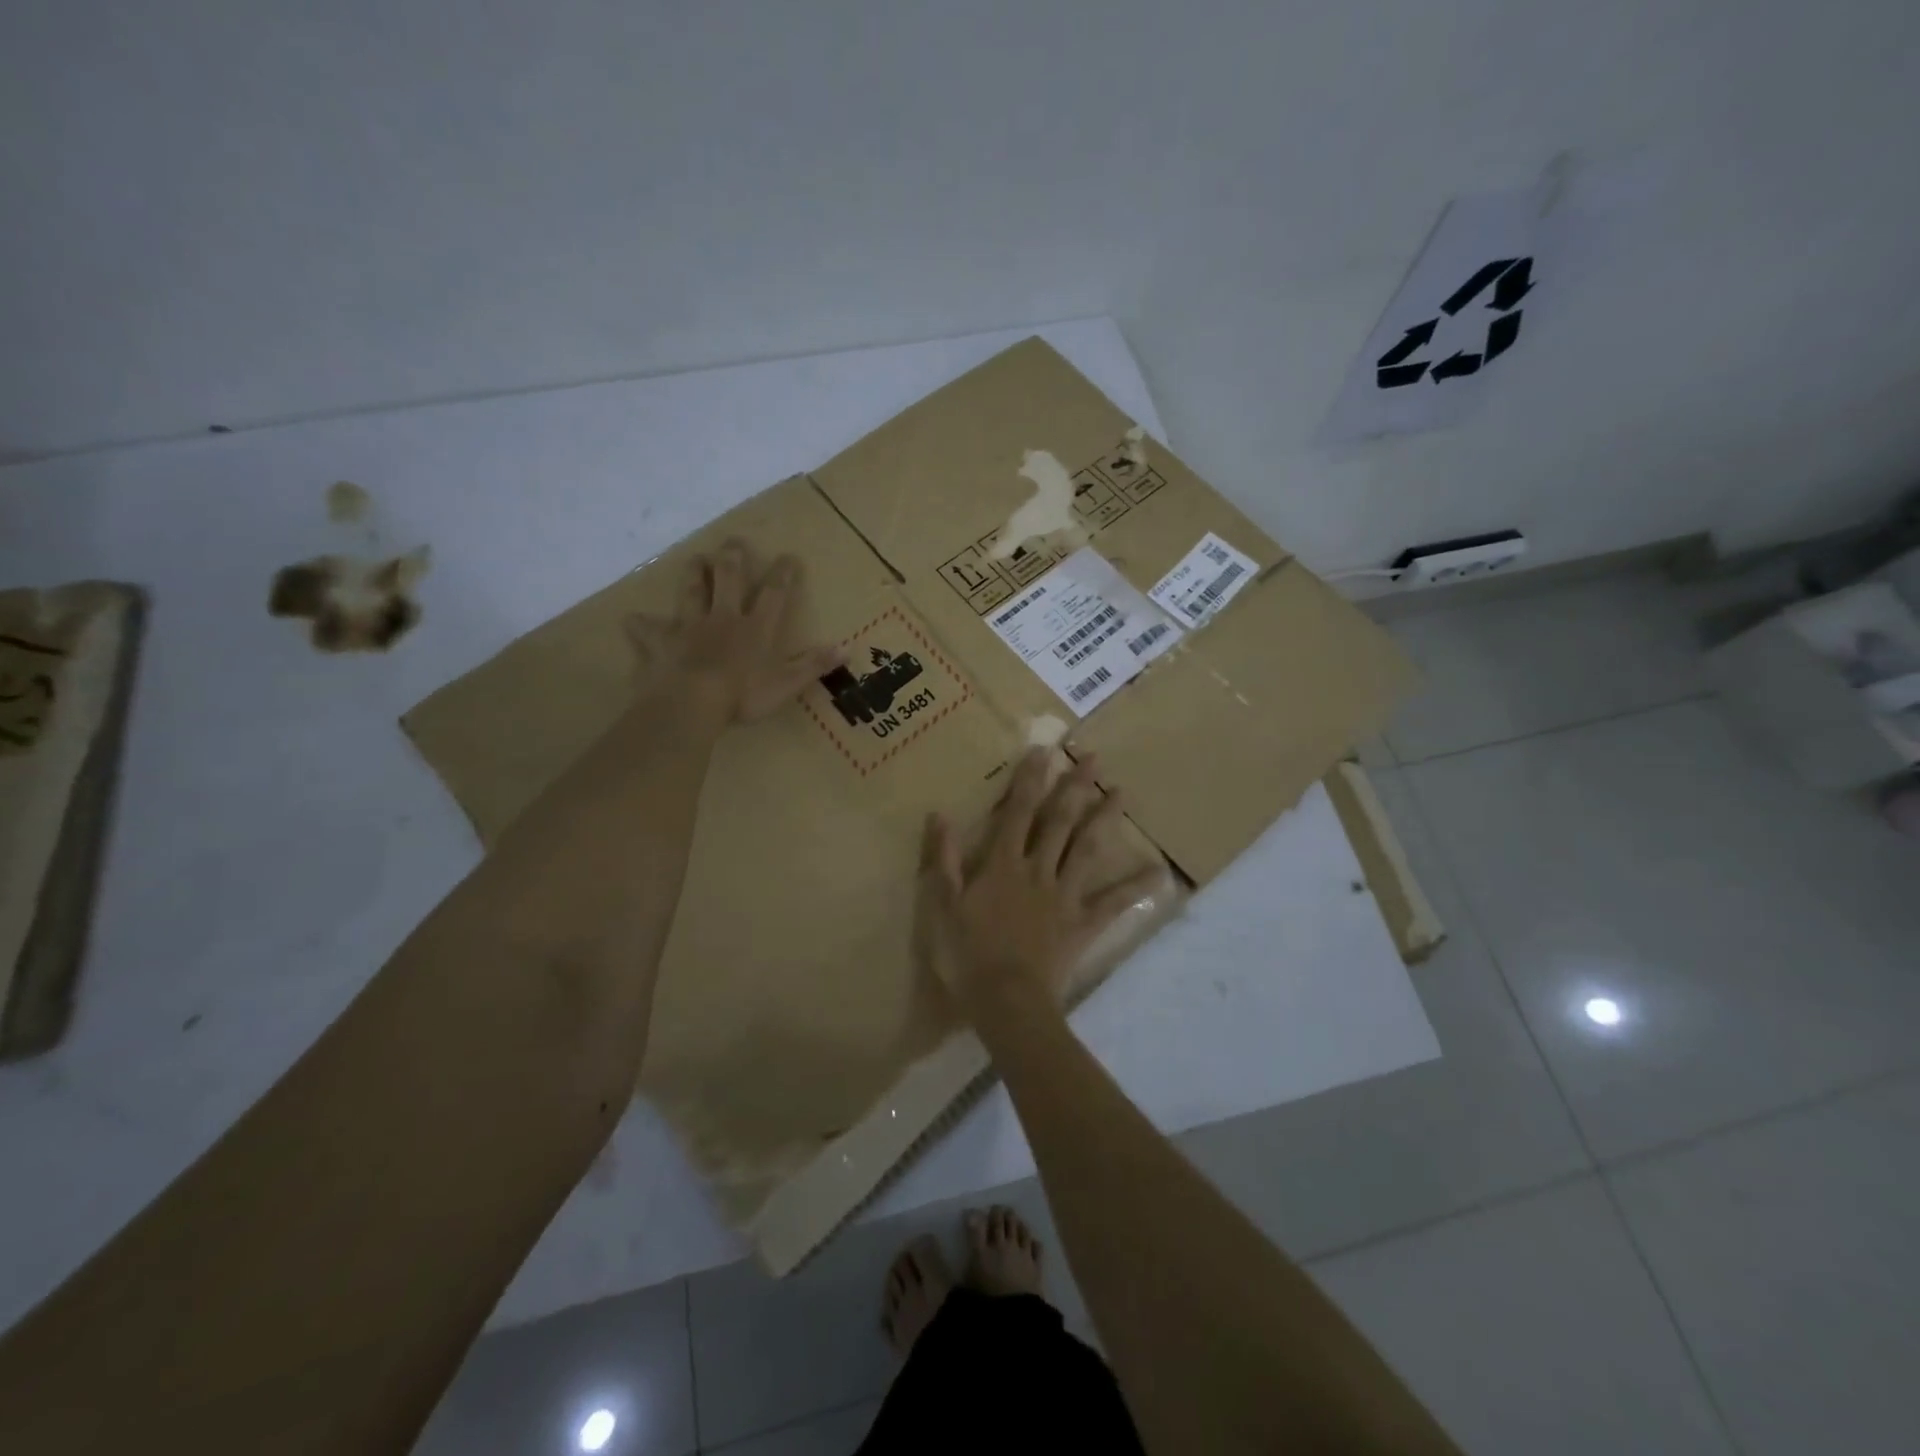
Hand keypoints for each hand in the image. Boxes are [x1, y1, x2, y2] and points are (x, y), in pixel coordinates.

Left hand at [627, 539, 841, 724]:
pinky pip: (649, 631)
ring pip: (691, 593)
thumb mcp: (787, 683)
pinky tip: (631, 619)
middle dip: (732, 560)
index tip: (788, 556)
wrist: (692, 702)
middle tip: (733, 542)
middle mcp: (723, 619)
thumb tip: (847, 648)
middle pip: (728, 581)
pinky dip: (641, 625)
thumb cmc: (743, 695)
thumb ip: (814, 665)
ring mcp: (690, 628)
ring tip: (695, 559)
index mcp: (755, 628)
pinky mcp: (662, 644)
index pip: (773, 594)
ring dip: (694, 576)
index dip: (783, 575)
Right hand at [917, 748, 1163, 1023]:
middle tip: (1094, 758)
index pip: (1016, 812)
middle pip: (1059, 821)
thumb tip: (940, 815)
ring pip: (1087, 849)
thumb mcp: (942, 905)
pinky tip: (1159, 873)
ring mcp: (1064, 896)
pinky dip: (1135, 888)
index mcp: (1003, 864)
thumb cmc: (968, 953)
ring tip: (1121, 792)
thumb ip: (943, 859)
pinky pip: (1113, 903)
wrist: (1005, 1000)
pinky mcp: (1082, 923)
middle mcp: (1038, 870)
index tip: (1043, 751)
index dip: (1029, 779)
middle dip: (1075, 786)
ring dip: (1104, 819)